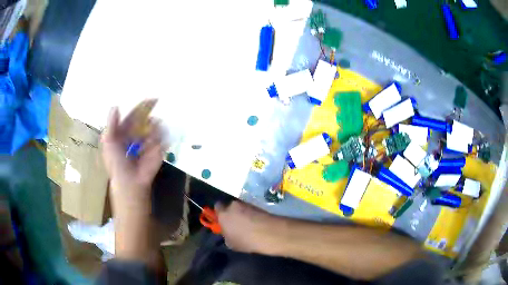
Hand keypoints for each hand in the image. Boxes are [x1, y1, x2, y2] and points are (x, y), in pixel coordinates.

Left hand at [101, 102, 164, 213]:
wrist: (130, 181)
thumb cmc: (116, 162)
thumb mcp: (109, 141)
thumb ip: (112, 124)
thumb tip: (115, 106)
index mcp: (124, 132)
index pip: (133, 116)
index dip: (141, 107)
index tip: (152, 98)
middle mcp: (136, 134)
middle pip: (145, 119)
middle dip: (149, 116)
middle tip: (154, 111)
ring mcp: (148, 141)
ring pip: (154, 128)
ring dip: (152, 130)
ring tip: (144, 144)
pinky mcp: (158, 149)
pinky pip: (162, 138)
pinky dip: (159, 140)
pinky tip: (151, 147)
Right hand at [215, 201, 283, 254]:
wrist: (269, 233)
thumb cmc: (246, 241)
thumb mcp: (231, 244)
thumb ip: (226, 235)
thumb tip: (228, 232)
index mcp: (223, 214)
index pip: (217, 207)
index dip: (220, 213)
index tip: (223, 220)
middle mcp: (233, 205)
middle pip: (230, 206)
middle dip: (232, 213)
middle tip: (236, 223)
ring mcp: (246, 204)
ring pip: (241, 208)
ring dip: (243, 214)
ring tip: (248, 225)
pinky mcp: (258, 206)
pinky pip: (251, 210)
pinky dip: (252, 215)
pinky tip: (256, 224)